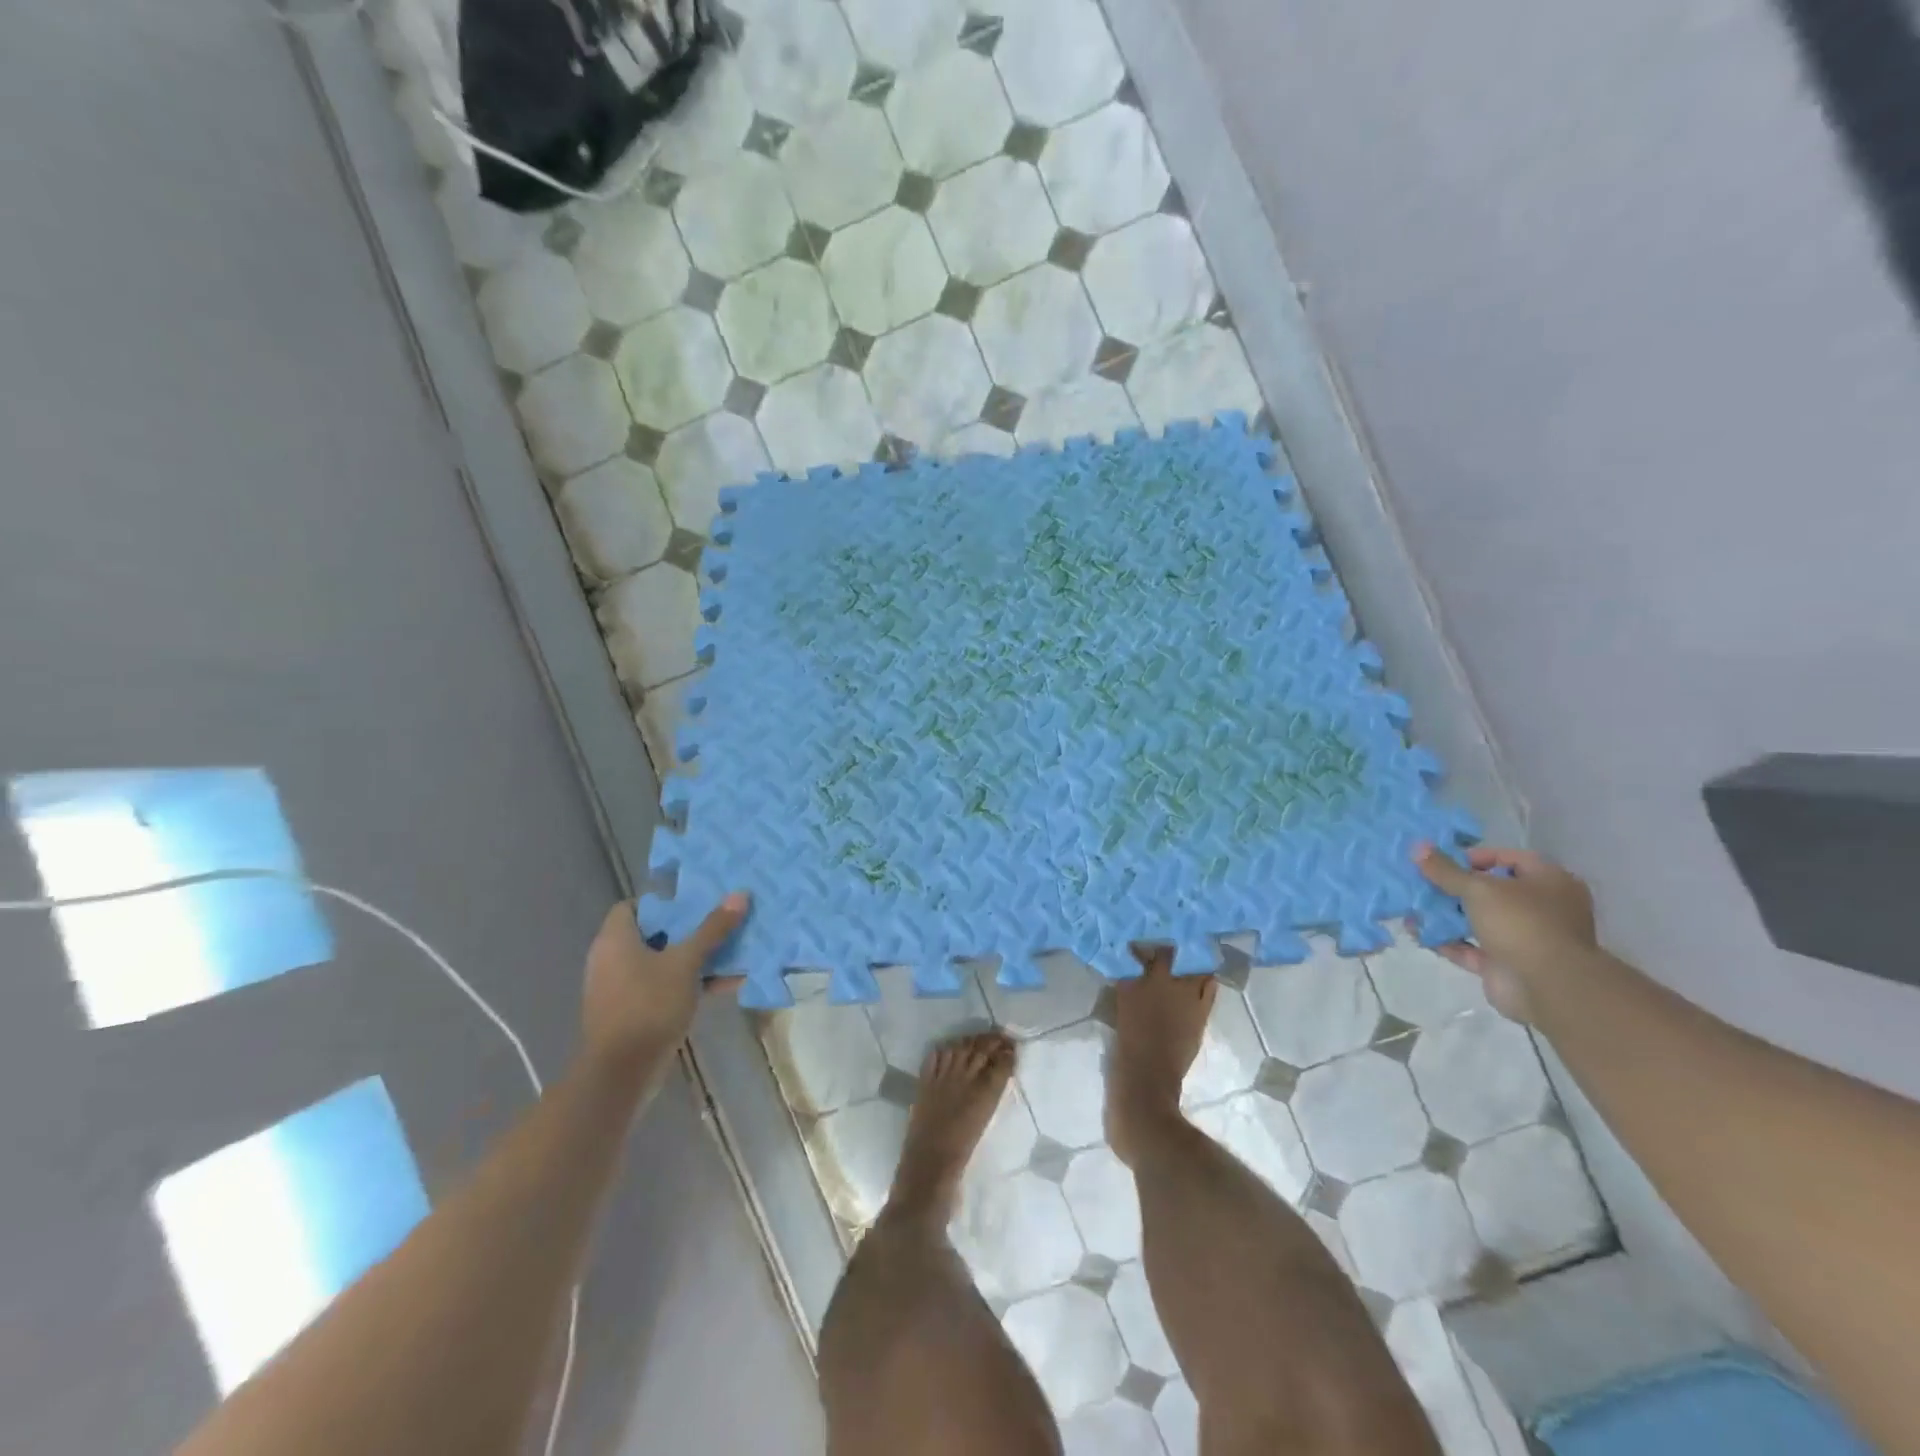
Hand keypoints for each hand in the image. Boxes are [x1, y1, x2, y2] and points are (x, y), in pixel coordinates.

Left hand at [580, 893, 747, 1075]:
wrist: (621, 1073)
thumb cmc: (649, 1005)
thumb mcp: (686, 963)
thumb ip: (712, 929)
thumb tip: (740, 894)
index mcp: (615, 939)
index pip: (633, 906)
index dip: (664, 903)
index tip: (695, 907)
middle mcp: (611, 959)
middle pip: (653, 934)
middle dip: (689, 931)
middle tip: (720, 927)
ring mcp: (619, 988)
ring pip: (661, 963)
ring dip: (694, 959)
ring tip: (731, 955)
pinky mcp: (631, 1013)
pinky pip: (662, 987)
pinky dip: (687, 984)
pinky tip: (724, 986)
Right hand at [1415, 843, 1596, 1021]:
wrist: (1547, 987)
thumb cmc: (1521, 923)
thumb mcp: (1479, 888)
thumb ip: (1446, 870)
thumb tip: (1418, 848)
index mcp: (1550, 883)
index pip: (1511, 859)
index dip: (1476, 857)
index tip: (1443, 861)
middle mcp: (1541, 909)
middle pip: (1491, 891)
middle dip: (1454, 887)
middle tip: (1422, 882)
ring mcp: (1524, 939)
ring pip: (1478, 920)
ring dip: (1445, 914)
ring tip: (1411, 905)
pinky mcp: (1505, 964)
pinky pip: (1469, 947)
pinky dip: (1445, 940)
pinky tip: (1416, 931)